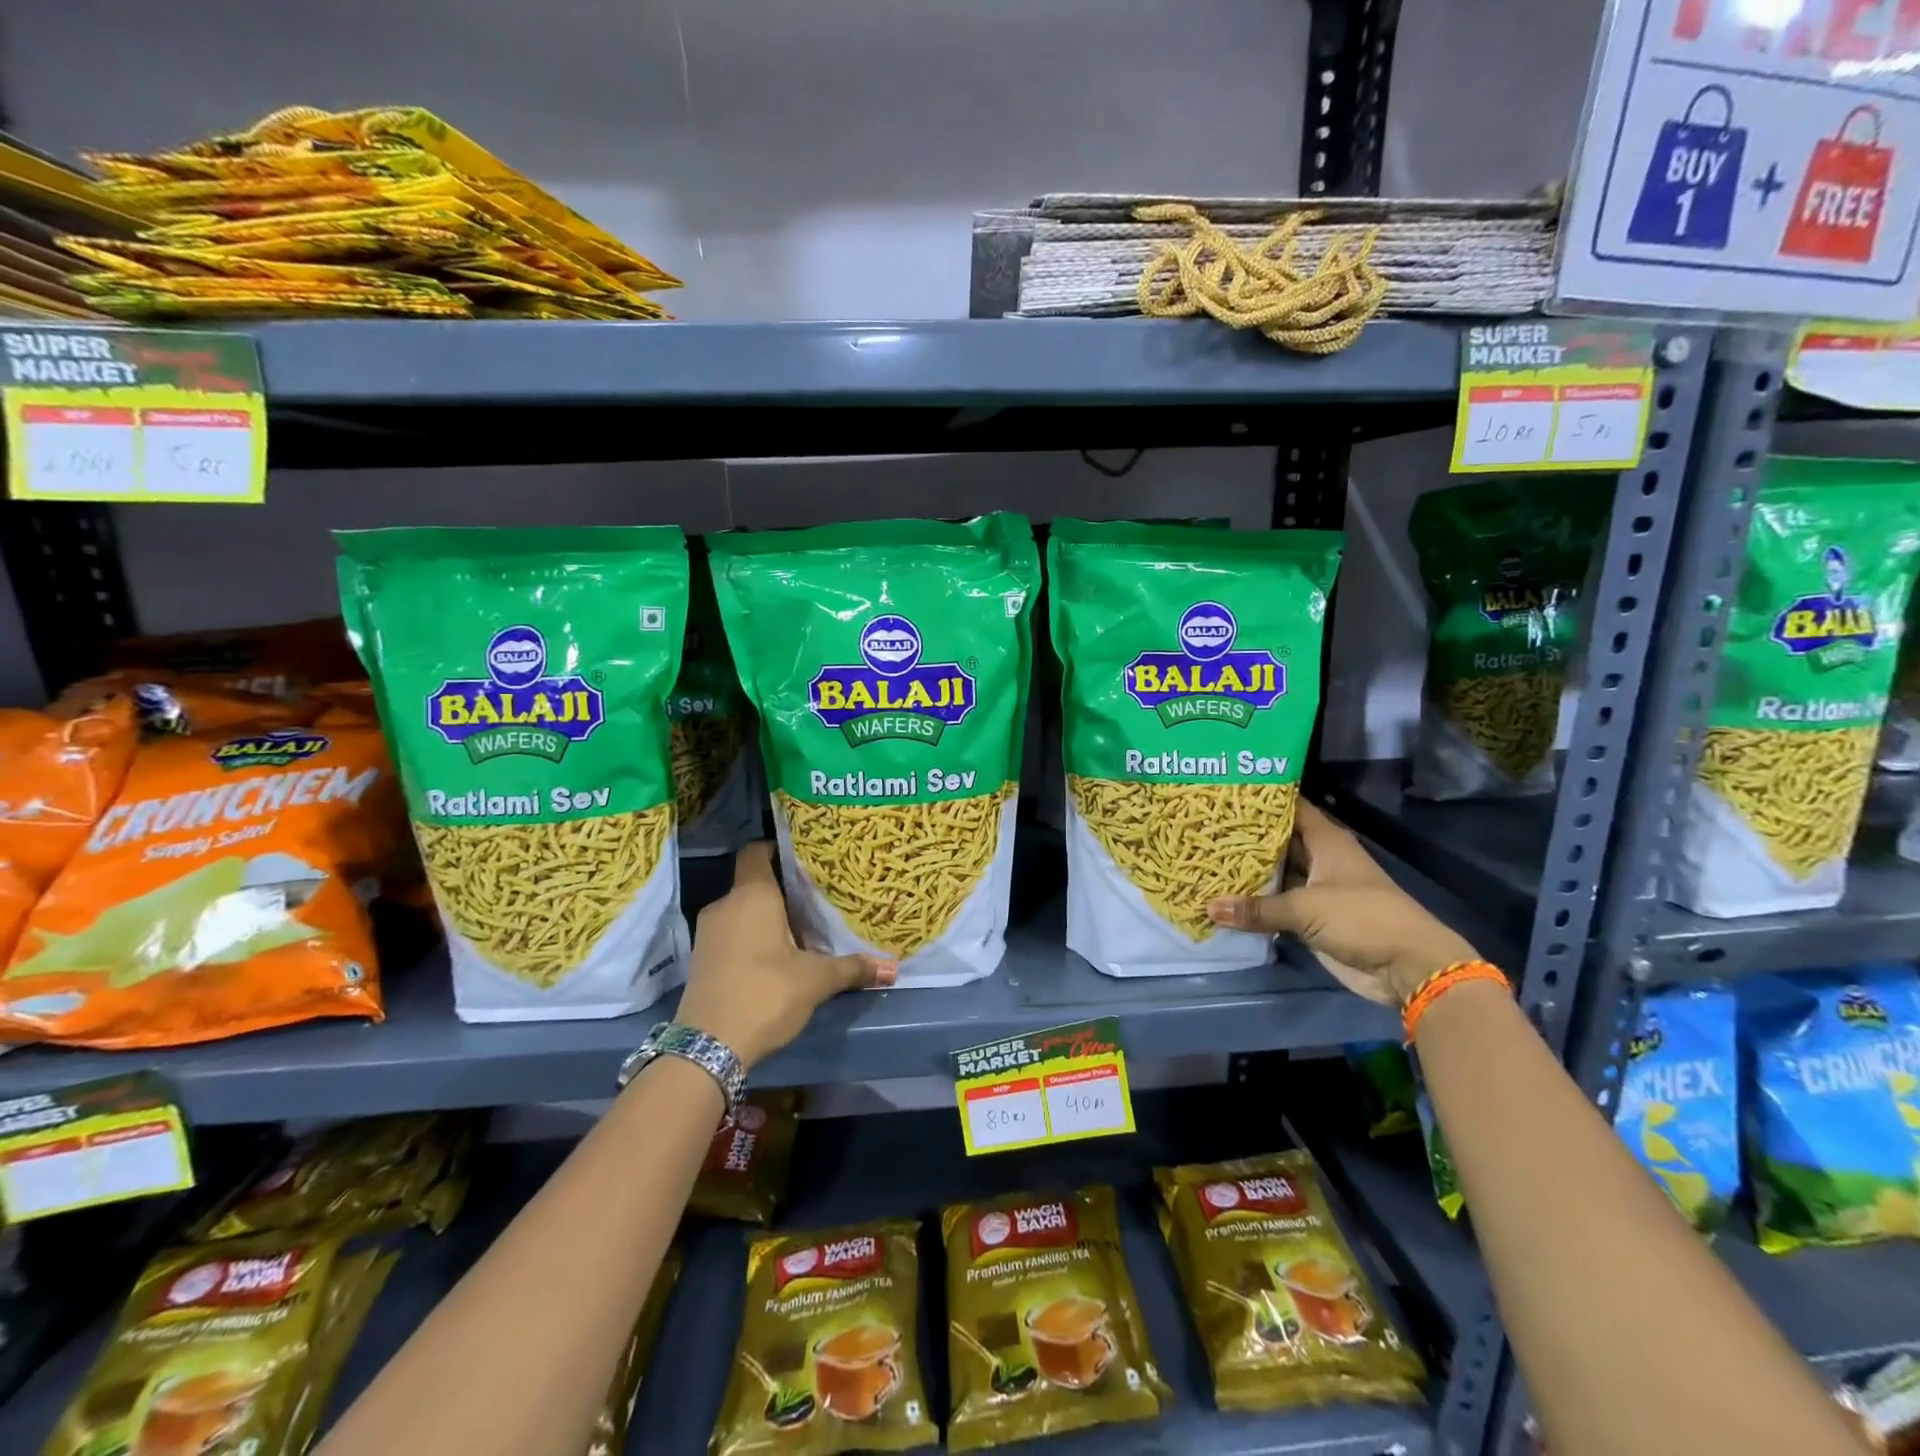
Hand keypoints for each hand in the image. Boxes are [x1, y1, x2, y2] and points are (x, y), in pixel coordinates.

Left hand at [676, 842, 896, 1068]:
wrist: (707, 1047)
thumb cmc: (766, 993)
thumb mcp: (816, 980)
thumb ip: (853, 968)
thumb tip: (892, 968)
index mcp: (752, 895)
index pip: (757, 851)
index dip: (779, 849)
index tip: (807, 858)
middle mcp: (726, 905)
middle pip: (754, 882)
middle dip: (783, 889)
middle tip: (817, 897)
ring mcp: (708, 933)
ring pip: (742, 909)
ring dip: (768, 916)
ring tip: (802, 928)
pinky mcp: (702, 959)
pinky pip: (732, 932)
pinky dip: (753, 936)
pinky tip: (778, 955)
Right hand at [1206, 801, 1477, 1004]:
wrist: (1405, 966)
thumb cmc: (1361, 917)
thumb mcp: (1305, 907)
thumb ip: (1257, 907)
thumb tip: (1208, 907)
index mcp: (1327, 841)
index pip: (1291, 807)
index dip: (1262, 799)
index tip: (1227, 790)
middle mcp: (1320, 859)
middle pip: (1278, 840)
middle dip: (1246, 835)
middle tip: (1205, 824)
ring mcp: (1316, 889)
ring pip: (1275, 873)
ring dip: (1248, 871)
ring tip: (1206, 857)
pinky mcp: (1312, 918)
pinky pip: (1276, 904)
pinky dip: (1254, 902)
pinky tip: (1223, 896)